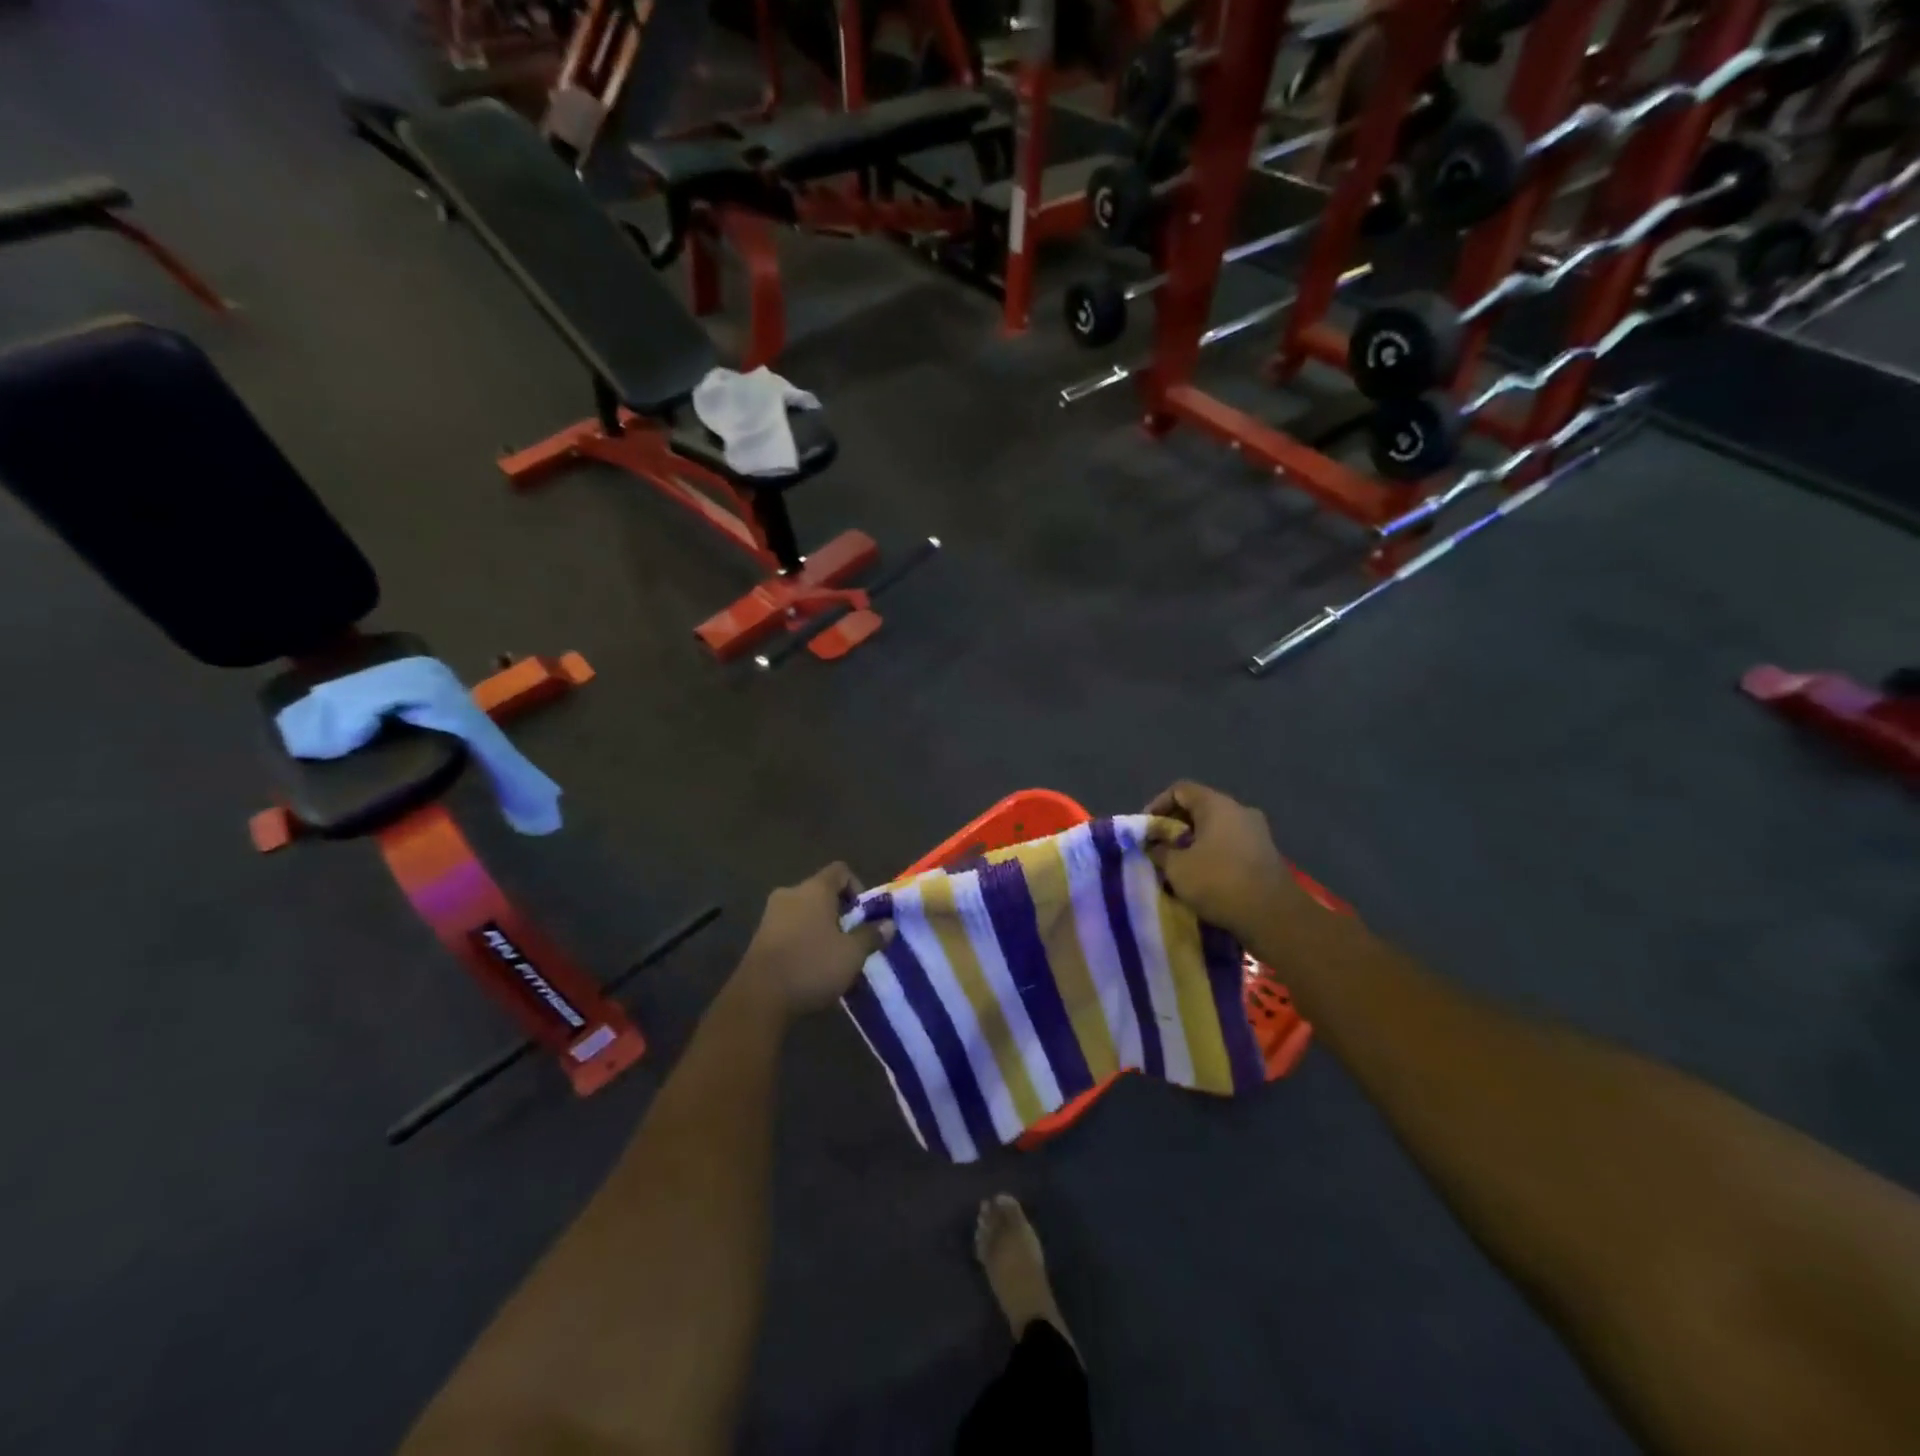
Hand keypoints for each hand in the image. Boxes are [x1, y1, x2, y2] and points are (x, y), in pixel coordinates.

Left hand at [737, 863, 889, 1018]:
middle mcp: (790, 894)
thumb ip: (871, 936)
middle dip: (839, 913)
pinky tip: (810, 968)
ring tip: (832, 958)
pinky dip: (803, 942)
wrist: (758, 999)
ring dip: (820, 929)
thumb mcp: (852, 954)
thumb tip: (888, 924)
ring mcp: (771, 915)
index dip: (857, 888)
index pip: (840, 871)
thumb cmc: (811, 966)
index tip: (863, 916)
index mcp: (814, 889)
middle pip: (821, 893)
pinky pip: (789, 930)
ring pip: (804, 913)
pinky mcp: (759, 938)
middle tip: (851, 939)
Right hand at [1145, 781, 1298, 945]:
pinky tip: (1202, 876)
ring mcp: (1257, 832)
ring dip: (1194, 842)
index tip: (1146, 829)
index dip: (1157, 805)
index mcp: (1217, 805)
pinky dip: (1212, 853)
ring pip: (1216, 827)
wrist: (1273, 916)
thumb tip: (1154, 846)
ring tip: (1177, 864)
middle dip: (1175, 826)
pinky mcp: (1265, 854)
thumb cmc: (1219, 882)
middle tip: (1158, 847)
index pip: (1180, 790)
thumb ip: (1159, 851)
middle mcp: (1239, 810)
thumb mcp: (1176, 868)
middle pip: (1199, 807)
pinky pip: (1231, 844)